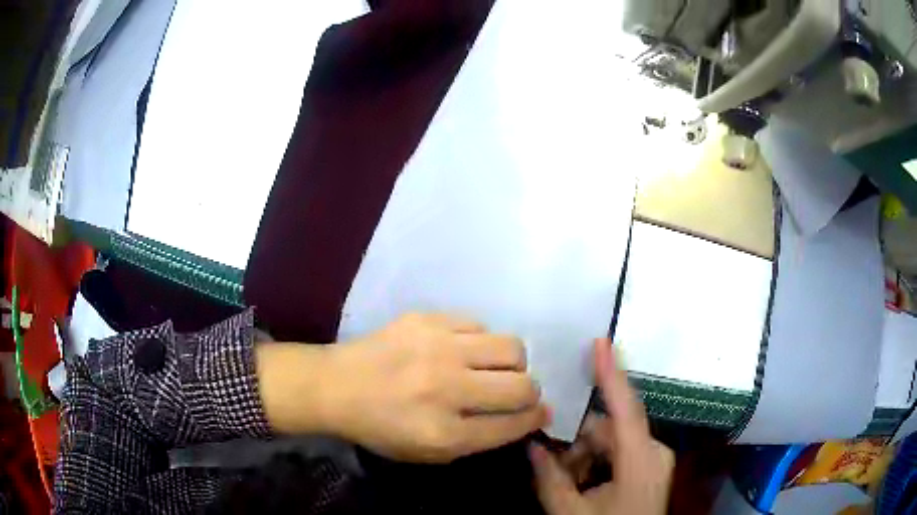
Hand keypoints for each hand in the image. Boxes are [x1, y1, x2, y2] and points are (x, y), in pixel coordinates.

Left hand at [329, 313, 548, 462]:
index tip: (540, 413)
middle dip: (530, 393)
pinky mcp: (427, 319)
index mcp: (444, 432)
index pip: (513, 423)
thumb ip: (482, 437)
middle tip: (516, 393)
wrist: (337, 386)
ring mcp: (437, 347)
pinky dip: (479, 342)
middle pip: (523, 385)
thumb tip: (529, 415)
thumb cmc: (382, 427)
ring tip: (491, 368)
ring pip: (511, 347)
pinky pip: (479, 325)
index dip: (535, 419)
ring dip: (511, 363)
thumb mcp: (430, 452)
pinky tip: (461, 350)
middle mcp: (446, 388)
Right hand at [530, 338, 673, 514]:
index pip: (625, 410)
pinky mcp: (650, 468)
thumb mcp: (569, 512)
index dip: (611, 374)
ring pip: (610, 442)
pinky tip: (579, 483)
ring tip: (564, 482)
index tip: (601, 340)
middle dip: (576, 442)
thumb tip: (531, 445)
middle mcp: (653, 451)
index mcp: (641, 459)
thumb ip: (549, 478)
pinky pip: (618, 453)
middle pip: (609, 430)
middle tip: (549, 460)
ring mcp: (654, 459)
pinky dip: (595, 463)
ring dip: (583, 456)